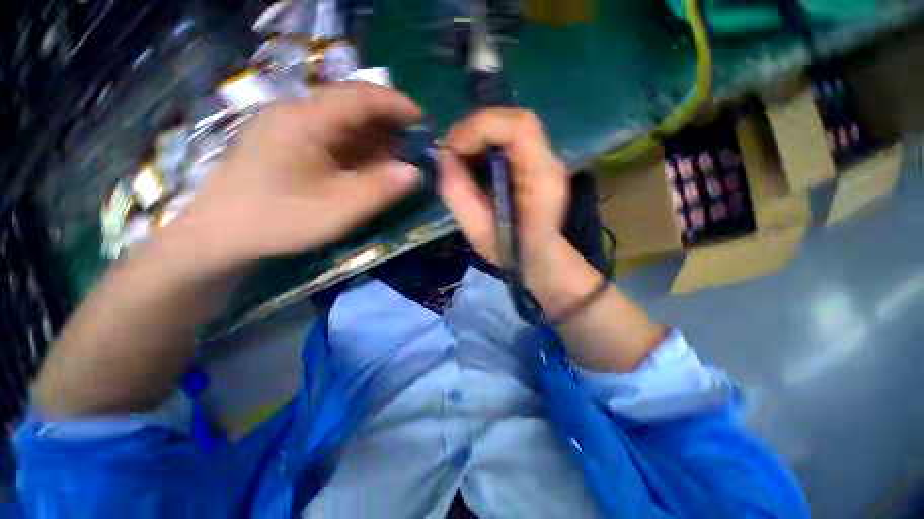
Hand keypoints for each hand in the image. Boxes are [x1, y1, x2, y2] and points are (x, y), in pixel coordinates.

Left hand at [170, 83, 421, 269]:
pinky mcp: (287, 143)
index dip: (396, 104)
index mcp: (305, 120)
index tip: (422, 121)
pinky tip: (364, 169)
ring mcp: (288, 127)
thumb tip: (415, 172)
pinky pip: (330, 138)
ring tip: (391, 165)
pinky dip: (355, 151)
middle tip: (409, 152)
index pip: (359, 96)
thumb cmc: (278, 220)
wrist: (219, 235)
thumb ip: (381, 189)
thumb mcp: (339, 210)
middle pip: (352, 107)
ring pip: (343, 123)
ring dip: (372, 141)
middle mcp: (296, 113)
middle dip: (387, 127)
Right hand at [438, 109, 570, 287]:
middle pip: (517, 120)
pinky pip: (511, 140)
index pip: (520, 128)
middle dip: (477, 128)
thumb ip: (457, 192)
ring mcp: (547, 160)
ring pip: (513, 126)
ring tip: (460, 155)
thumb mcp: (477, 230)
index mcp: (541, 179)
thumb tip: (442, 156)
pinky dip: (487, 143)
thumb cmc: (511, 252)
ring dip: (481, 134)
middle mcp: (550, 162)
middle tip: (452, 149)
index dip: (481, 127)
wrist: (540, 259)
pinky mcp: (537, 163)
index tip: (452, 148)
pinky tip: (474, 161)